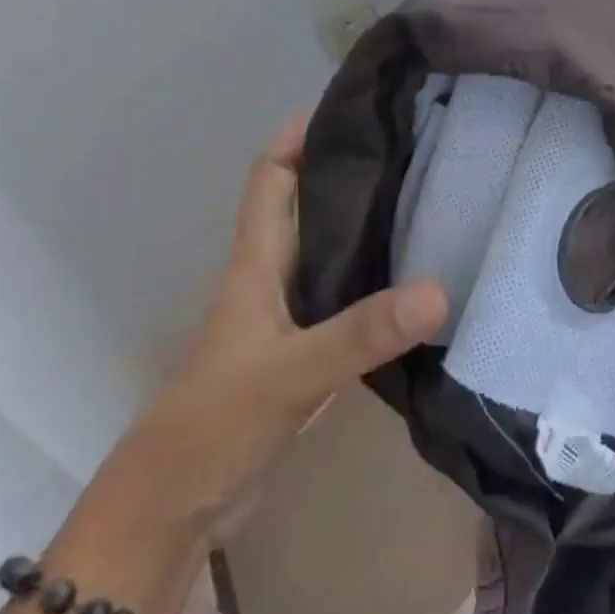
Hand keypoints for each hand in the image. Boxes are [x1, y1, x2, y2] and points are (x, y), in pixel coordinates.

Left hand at [114, 113, 447, 537]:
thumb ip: (362, 333)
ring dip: (367, 223)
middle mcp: (273, 276)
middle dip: (348, 169)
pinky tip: (417, 279)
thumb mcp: (291, 372)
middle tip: (413, 143)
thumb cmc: (216, 422)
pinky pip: (346, 297)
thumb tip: (439, 290)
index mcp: (257, 262)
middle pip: (307, 203)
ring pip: (330, 249)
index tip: (350, 104)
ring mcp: (289, 315)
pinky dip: (376, 280)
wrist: (175, 509)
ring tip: (427, 197)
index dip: (299, 133)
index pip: (271, 176)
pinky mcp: (306, 352)